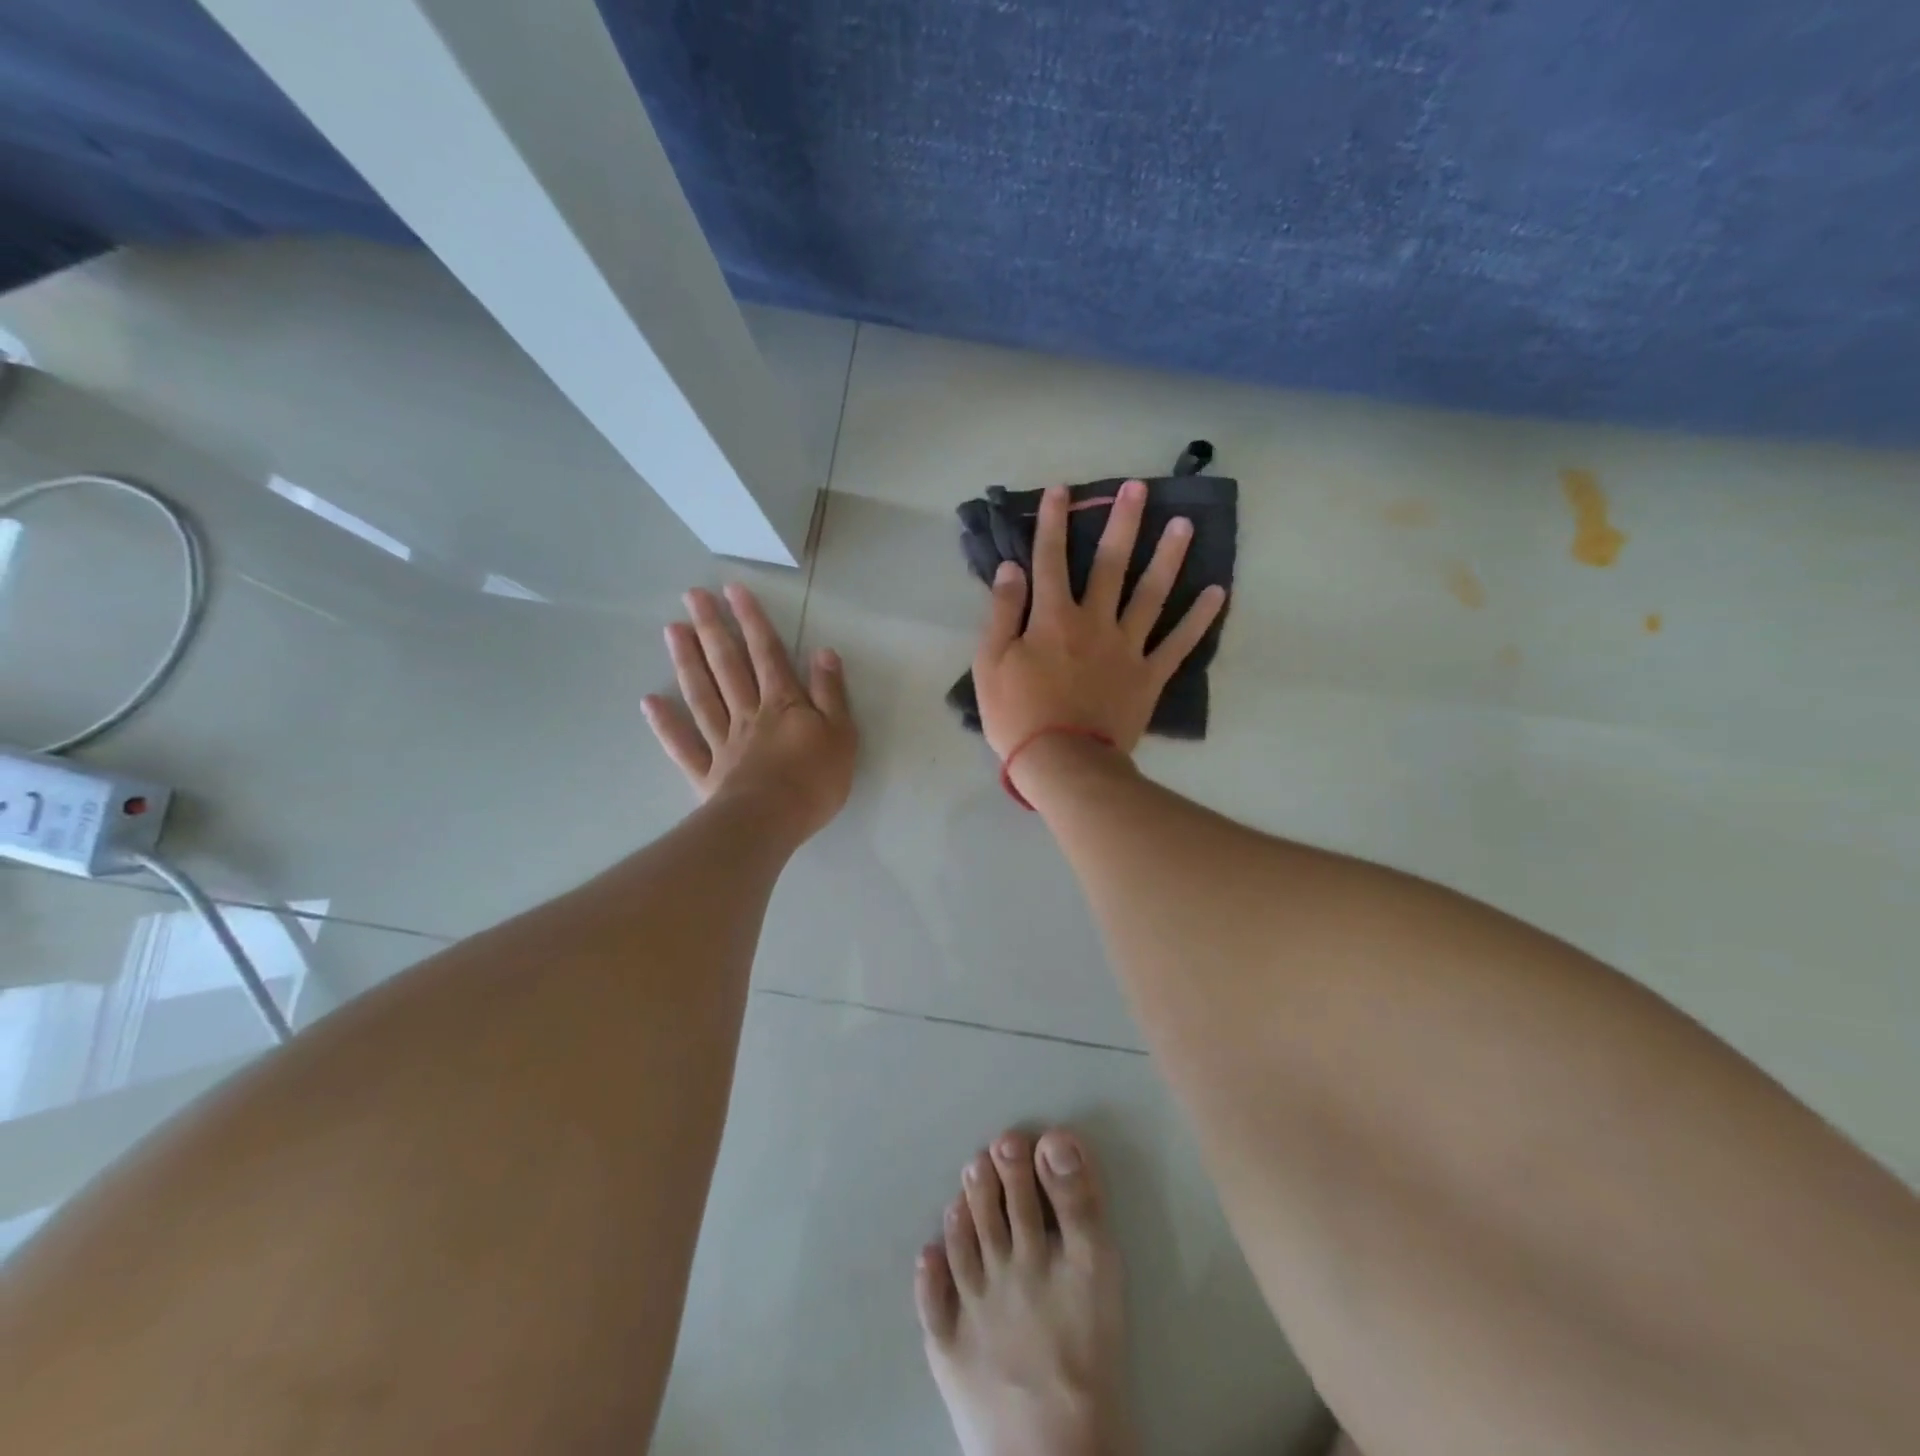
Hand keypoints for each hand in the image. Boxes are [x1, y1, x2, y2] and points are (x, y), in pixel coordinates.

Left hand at [644, 584, 855, 840]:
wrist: (772, 821)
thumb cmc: (815, 779)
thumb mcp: (841, 733)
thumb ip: (831, 692)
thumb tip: (823, 651)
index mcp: (783, 704)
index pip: (767, 654)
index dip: (752, 621)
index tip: (733, 590)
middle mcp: (748, 714)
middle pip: (728, 666)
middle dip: (712, 629)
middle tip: (692, 597)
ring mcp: (723, 742)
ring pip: (703, 695)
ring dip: (687, 662)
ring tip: (672, 630)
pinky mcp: (708, 773)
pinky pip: (683, 744)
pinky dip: (666, 723)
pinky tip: (650, 701)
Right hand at [972, 479, 1225, 758]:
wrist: (1064, 764)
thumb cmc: (1018, 716)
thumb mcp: (990, 664)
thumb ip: (1001, 613)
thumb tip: (1011, 569)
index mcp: (1052, 618)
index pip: (1050, 559)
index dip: (1053, 522)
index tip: (1061, 490)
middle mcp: (1094, 622)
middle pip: (1110, 564)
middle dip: (1122, 523)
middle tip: (1138, 488)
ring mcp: (1127, 647)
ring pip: (1151, 594)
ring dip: (1168, 557)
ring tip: (1185, 525)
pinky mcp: (1149, 676)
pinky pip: (1179, 643)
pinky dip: (1199, 618)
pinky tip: (1218, 592)